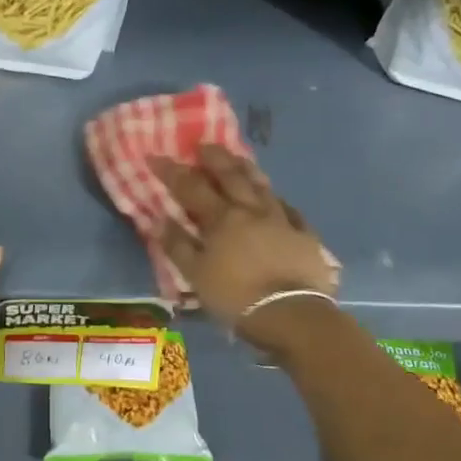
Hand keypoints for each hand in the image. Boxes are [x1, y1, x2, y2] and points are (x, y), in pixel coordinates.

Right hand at [149, 145, 336, 347]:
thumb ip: (177, 245)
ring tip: (238, 159)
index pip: (191, 187)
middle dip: (214, 158)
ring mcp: (281, 220)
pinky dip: (278, 200)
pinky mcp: (305, 236)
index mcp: (221, 218)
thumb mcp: (196, 275)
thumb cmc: (235, 296)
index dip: (171, 171)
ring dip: (247, 169)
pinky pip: (290, 210)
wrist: (291, 315)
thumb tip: (158, 219)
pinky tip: (277, 199)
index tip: (155, 156)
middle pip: (231, 176)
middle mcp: (251, 210)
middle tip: (203, 145)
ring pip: (262, 186)